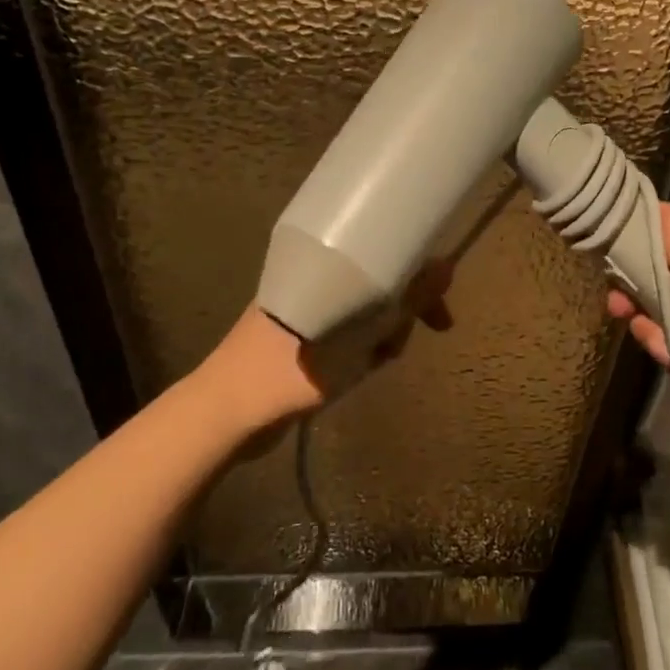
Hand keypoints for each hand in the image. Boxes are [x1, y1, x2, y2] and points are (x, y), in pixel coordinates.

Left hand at [201, 261, 455, 437]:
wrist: (224, 417)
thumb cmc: (285, 371)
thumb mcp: (354, 338)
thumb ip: (400, 304)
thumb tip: (446, 267)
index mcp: (322, 266)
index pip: (383, 251)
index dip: (416, 270)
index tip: (439, 296)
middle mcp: (318, 281)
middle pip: (378, 281)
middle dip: (403, 308)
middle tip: (423, 333)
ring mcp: (310, 311)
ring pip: (367, 310)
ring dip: (383, 333)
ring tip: (378, 360)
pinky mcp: (306, 339)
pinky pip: (350, 333)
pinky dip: (364, 348)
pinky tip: (362, 371)